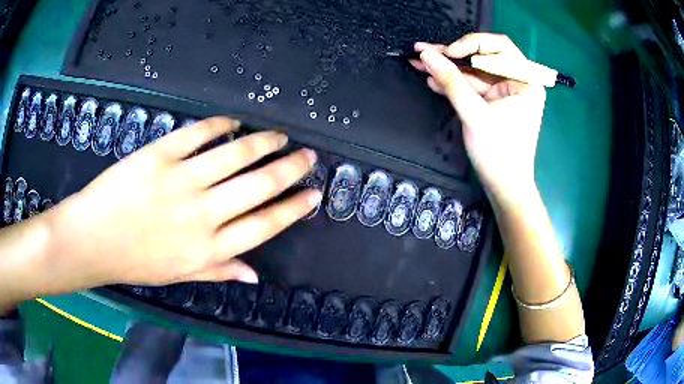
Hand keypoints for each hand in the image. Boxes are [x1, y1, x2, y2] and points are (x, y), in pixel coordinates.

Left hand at [47, 117, 320, 287]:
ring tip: (279, 136)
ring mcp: (180, 180)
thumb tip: (254, 274)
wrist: (92, 239)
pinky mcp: (159, 155)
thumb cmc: (134, 261)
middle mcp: (201, 214)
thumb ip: (218, 271)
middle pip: (258, 186)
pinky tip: (233, 122)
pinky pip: (197, 134)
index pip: (264, 225)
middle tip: (307, 156)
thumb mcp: (178, 274)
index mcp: (207, 248)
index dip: (293, 208)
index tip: (313, 194)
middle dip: (289, 169)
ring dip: (263, 142)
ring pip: (234, 154)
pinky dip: (219, 125)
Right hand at [411, 33, 546, 201]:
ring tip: (419, 62)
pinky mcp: (494, 102)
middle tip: (423, 50)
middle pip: (483, 56)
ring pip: (474, 71)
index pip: (499, 46)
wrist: (505, 188)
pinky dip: (454, 83)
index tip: (446, 53)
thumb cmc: (499, 153)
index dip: (470, 43)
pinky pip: (473, 86)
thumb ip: (451, 81)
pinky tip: (433, 80)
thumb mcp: (474, 114)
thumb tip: (425, 54)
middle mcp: (518, 81)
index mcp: (526, 80)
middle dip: (453, 55)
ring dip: (448, 68)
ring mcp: (505, 92)